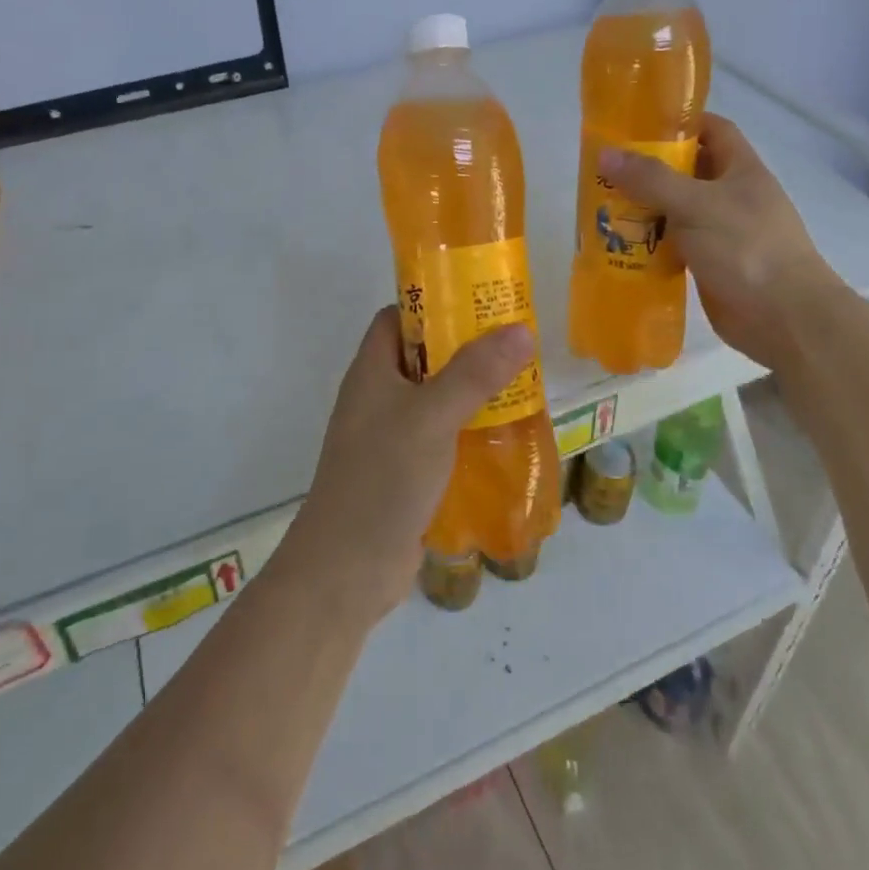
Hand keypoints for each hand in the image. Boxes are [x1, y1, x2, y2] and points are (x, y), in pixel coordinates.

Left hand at [276, 308, 534, 623]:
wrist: (346, 569)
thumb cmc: (382, 477)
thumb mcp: (430, 416)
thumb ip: (475, 373)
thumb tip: (520, 329)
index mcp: (372, 370)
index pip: (398, 317)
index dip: (433, 302)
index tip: (480, 300)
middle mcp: (378, 397)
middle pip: (423, 356)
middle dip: (465, 348)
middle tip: (514, 342)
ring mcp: (389, 437)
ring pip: (435, 399)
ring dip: (472, 391)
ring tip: (522, 383)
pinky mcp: (404, 472)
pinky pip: (440, 437)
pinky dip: (468, 430)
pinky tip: (505, 434)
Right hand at [599, 114, 832, 360]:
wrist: (784, 319)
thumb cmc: (746, 248)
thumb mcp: (696, 204)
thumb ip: (650, 179)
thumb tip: (605, 153)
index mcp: (741, 170)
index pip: (713, 129)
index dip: (680, 122)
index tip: (638, 124)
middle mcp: (732, 196)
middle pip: (688, 170)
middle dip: (650, 168)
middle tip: (607, 168)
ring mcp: (722, 232)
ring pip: (677, 210)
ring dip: (645, 208)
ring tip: (603, 204)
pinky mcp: (710, 264)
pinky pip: (674, 245)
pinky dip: (650, 243)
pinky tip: (620, 245)